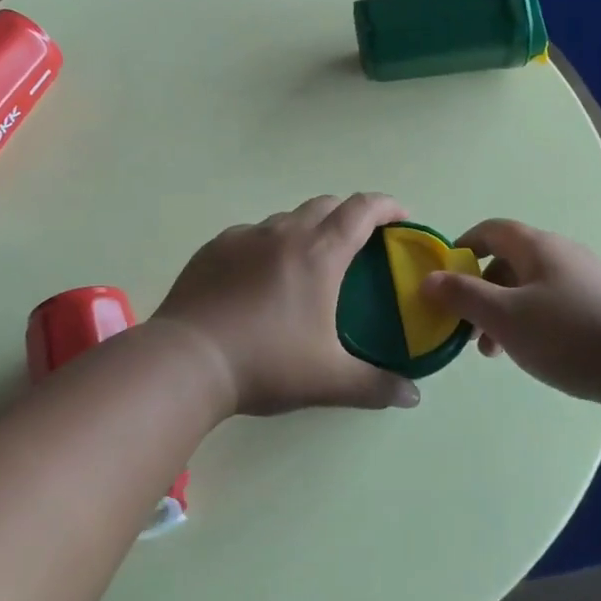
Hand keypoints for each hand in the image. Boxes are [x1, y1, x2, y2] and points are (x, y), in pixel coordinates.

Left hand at [155, 193, 422, 416]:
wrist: (188, 359)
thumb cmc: (266, 363)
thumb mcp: (328, 380)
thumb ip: (375, 386)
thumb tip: (412, 395)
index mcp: (319, 253)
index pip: (362, 210)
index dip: (386, 206)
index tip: (400, 217)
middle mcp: (283, 233)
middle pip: (325, 205)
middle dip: (349, 215)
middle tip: (358, 244)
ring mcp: (244, 236)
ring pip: (286, 218)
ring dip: (307, 229)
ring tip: (308, 264)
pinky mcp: (215, 247)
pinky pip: (252, 234)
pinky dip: (268, 245)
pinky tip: (260, 277)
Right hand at [420, 218, 600, 402]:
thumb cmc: (570, 335)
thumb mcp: (504, 318)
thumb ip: (462, 296)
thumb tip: (427, 279)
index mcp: (536, 246)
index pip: (489, 230)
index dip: (462, 248)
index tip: (444, 279)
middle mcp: (562, 254)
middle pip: (508, 261)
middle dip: (481, 291)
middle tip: (468, 328)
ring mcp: (587, 279)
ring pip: (531, 287)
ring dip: (506, 312)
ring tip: (497, 352)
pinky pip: (555, 304)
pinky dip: (533, 322)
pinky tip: (537, 354)